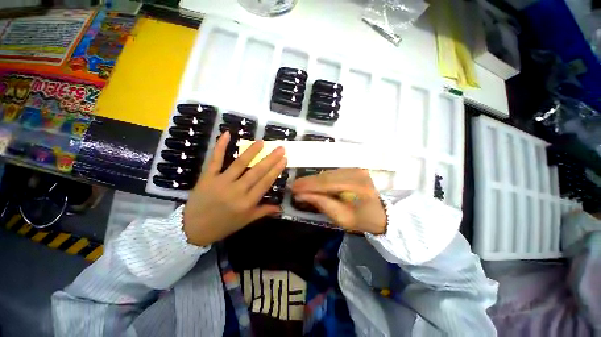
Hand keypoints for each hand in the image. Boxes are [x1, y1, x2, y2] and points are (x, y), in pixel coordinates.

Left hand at [183, 132, 286, 246]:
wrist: (193, 229)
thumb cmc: (223, 225)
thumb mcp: (246, 221)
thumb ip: (264, 211)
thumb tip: (280, 207)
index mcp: (247, 202)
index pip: (265, 182)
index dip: (276, 170)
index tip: (284, 159)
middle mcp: (236, 191)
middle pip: (256, 171)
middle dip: (270, 159)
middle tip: (280, 148)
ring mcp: (221, 182)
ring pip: (239, 163)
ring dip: (252, 151)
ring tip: (262, 142)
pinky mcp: (207, 177)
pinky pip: (215, 160)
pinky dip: (220, 146)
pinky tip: (227, 134)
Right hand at [291, 168, 386, 234]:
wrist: (382, 213)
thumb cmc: (362, 220)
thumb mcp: (341, 218)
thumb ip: (322, 204)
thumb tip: (302, 195)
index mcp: (357, 188)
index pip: (327, 183)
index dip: (308, 185)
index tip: (293, 188)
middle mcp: (357, 174)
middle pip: (326, 176)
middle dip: (308, 181)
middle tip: (294, 186)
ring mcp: (356, 169)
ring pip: (328, 173)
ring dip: (314, 180)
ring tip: (301, 185)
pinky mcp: (354, 169)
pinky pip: (333, 173)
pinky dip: (322, 178)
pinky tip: (314, 183)